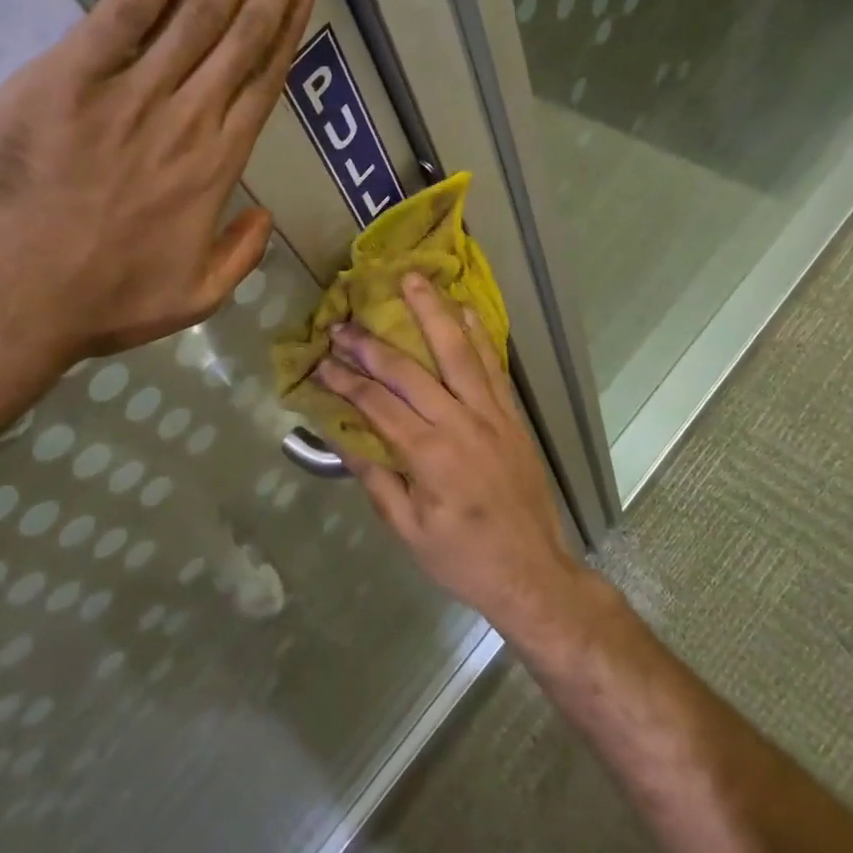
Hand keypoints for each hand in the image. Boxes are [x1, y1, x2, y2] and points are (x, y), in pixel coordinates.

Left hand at [0, 0, 323, 367]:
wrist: (2, 303)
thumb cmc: (97, 303)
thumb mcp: (192, 299)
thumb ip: (239, 255)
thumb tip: (264, 214)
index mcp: (216, 168)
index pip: (265, 78)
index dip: (291, 22)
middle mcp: (187, 120)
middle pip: (244, 32)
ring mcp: (129, 96)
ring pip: (198, 13)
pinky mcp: (67, 80)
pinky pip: (120, 16)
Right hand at [315, 273, 587, 635]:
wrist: (533, 573)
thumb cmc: (463, 558)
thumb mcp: (408, 529)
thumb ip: (376, 478)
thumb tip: (342, 435)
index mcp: (430, 456)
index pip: (377, 405)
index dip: (344, 381)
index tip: (319, 362)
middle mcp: (461, 424)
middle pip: (410, 370)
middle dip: (371, 344)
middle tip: (343, 322)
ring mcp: (492, 415)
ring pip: (459, 352)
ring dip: (434, 313)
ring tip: (413, 279)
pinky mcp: (511, 415)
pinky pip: (493, 366)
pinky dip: (479, 334)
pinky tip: (465, 309)